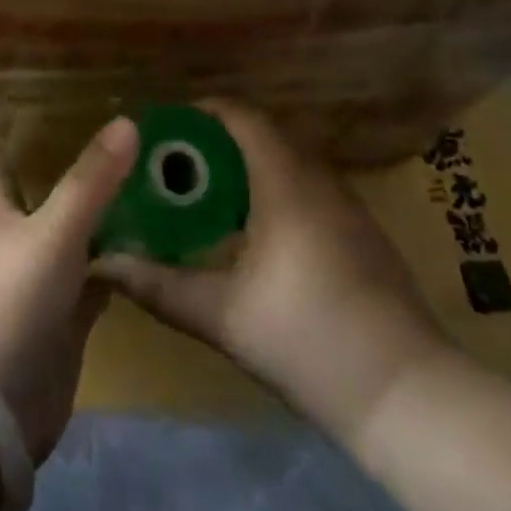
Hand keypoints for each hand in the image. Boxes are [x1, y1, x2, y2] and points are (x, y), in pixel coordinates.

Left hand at [0, 117, 136, 462]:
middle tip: (118, 153)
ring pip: (73, 250)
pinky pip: (94, 293)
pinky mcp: (63, 333)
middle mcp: (17, 249)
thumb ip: (90, 181)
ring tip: (144, 196)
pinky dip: (115, 277)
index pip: (0, 174)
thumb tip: (127, 120)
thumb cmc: (8, 300)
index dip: (10, 150)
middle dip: (72, 186)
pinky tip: (146, 260)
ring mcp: (39, 292)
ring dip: (100, 230)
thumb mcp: (53, 232)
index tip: (32, 120)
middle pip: (44, 209)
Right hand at [94, 104, 448, 442]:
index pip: (241, 118)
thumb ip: (159, 286)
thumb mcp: (222, 316)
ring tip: (205, 197)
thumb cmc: (308, 340)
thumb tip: (102, 264)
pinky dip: (274, 191)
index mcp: (286, 182)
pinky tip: (255, 234)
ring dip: (247, 169)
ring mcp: (348, 206)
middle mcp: (320, 179)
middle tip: (175, 168)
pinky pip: (308, 189)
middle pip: (262, 136)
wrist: (409, 397)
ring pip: (288, 163)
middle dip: (216, 144)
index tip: (165, 130)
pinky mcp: (363, 234)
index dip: (201, 113)